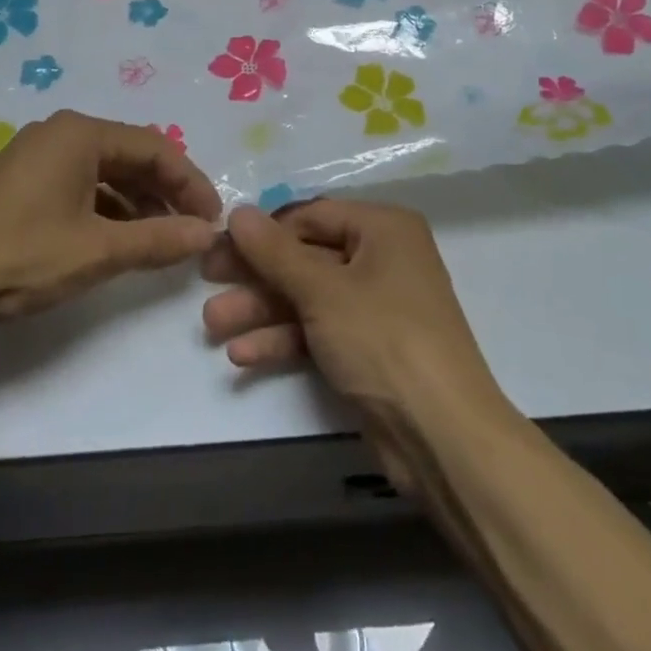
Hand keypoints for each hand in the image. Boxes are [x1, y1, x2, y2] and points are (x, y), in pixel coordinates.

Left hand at [0, 109, 221, 331]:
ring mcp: (36, 157)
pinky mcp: (21, 183)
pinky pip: (80, 186)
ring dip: (138, 203)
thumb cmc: (21, 255)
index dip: (190, 182)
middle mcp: (59, 134)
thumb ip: (158, 239)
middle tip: (192, 229)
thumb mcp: (97, 250)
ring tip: (162, 240)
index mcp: (80, 133)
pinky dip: (107, 210)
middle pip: (130, 156)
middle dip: (165, 192)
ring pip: (105, 172)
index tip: (213, 218)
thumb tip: (208, 234)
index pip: (155, 147)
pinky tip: (120, 239)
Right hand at [203, 200, 498, 416]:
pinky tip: (243, 355)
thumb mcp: (323, 290)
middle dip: (256, 275)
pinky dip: (284, 339)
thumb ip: (275, 252)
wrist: (443, 438)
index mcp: (383, 229)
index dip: (264, 230)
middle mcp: (382, 259)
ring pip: (307, 297)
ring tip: (212, 325)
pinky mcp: (368, 349)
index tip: (220, 245)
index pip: (311, 215)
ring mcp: (375, 307)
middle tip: (207, 280)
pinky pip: (318, 331)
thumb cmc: (384, 340)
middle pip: (306, 257)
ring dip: (261, 310)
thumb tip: (238, 212)